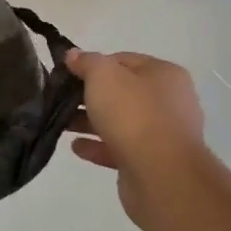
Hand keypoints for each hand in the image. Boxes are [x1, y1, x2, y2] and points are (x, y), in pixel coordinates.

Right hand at [64, 49, 207, 228]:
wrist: (161, 175)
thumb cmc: (133, 114)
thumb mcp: (103, 76)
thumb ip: (87, 62)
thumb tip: (73, 55)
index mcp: (164, 74)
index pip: (123, 61)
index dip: (93, 65)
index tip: (68, 74)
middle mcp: (169, 101)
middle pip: (121, 92)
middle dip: (90, 96)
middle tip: (61, 99)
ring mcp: (163, 134)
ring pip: (120, 122)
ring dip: (91, 122)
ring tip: (63, 125)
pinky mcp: (153, 162)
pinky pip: (121, 148)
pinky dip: (98, 146)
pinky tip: (77, 147)